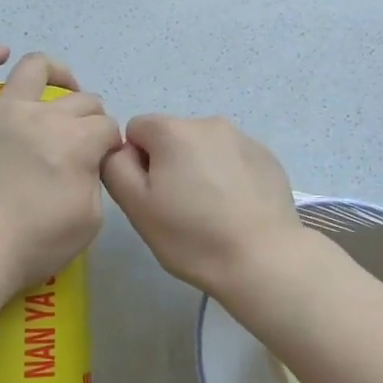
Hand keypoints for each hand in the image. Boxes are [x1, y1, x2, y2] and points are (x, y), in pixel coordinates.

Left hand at [0, 46, 121, 312]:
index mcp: (77, 141)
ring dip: (56, 72)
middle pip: (80, 100)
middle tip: (85, 140)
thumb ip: (95, 181)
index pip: (107, 127)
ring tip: (63, 84)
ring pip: (35, 68)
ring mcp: (3, 110)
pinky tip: (0, 53)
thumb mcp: (90, 220)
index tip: (103, 162)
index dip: (109, 144)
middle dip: (91, 117)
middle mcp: (44, 115)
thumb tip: (87, 162)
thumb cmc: (34, 243)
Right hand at [100, 114, 308, 302]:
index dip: (136, 162)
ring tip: (210, 211)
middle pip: (171, 137)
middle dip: (168, 164)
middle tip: (178, 208)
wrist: (263, 259)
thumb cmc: (192, 235)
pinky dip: (228, 177)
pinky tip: (235, 209)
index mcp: (173, 130)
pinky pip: (232, 160)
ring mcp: (243, 138)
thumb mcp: (136, 206)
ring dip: (198, 169)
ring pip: (203, 149)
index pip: (136, 129)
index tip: (151, 195)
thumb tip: (122, 151)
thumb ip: (116, 167)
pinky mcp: (267, 157)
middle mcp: (209, 123)